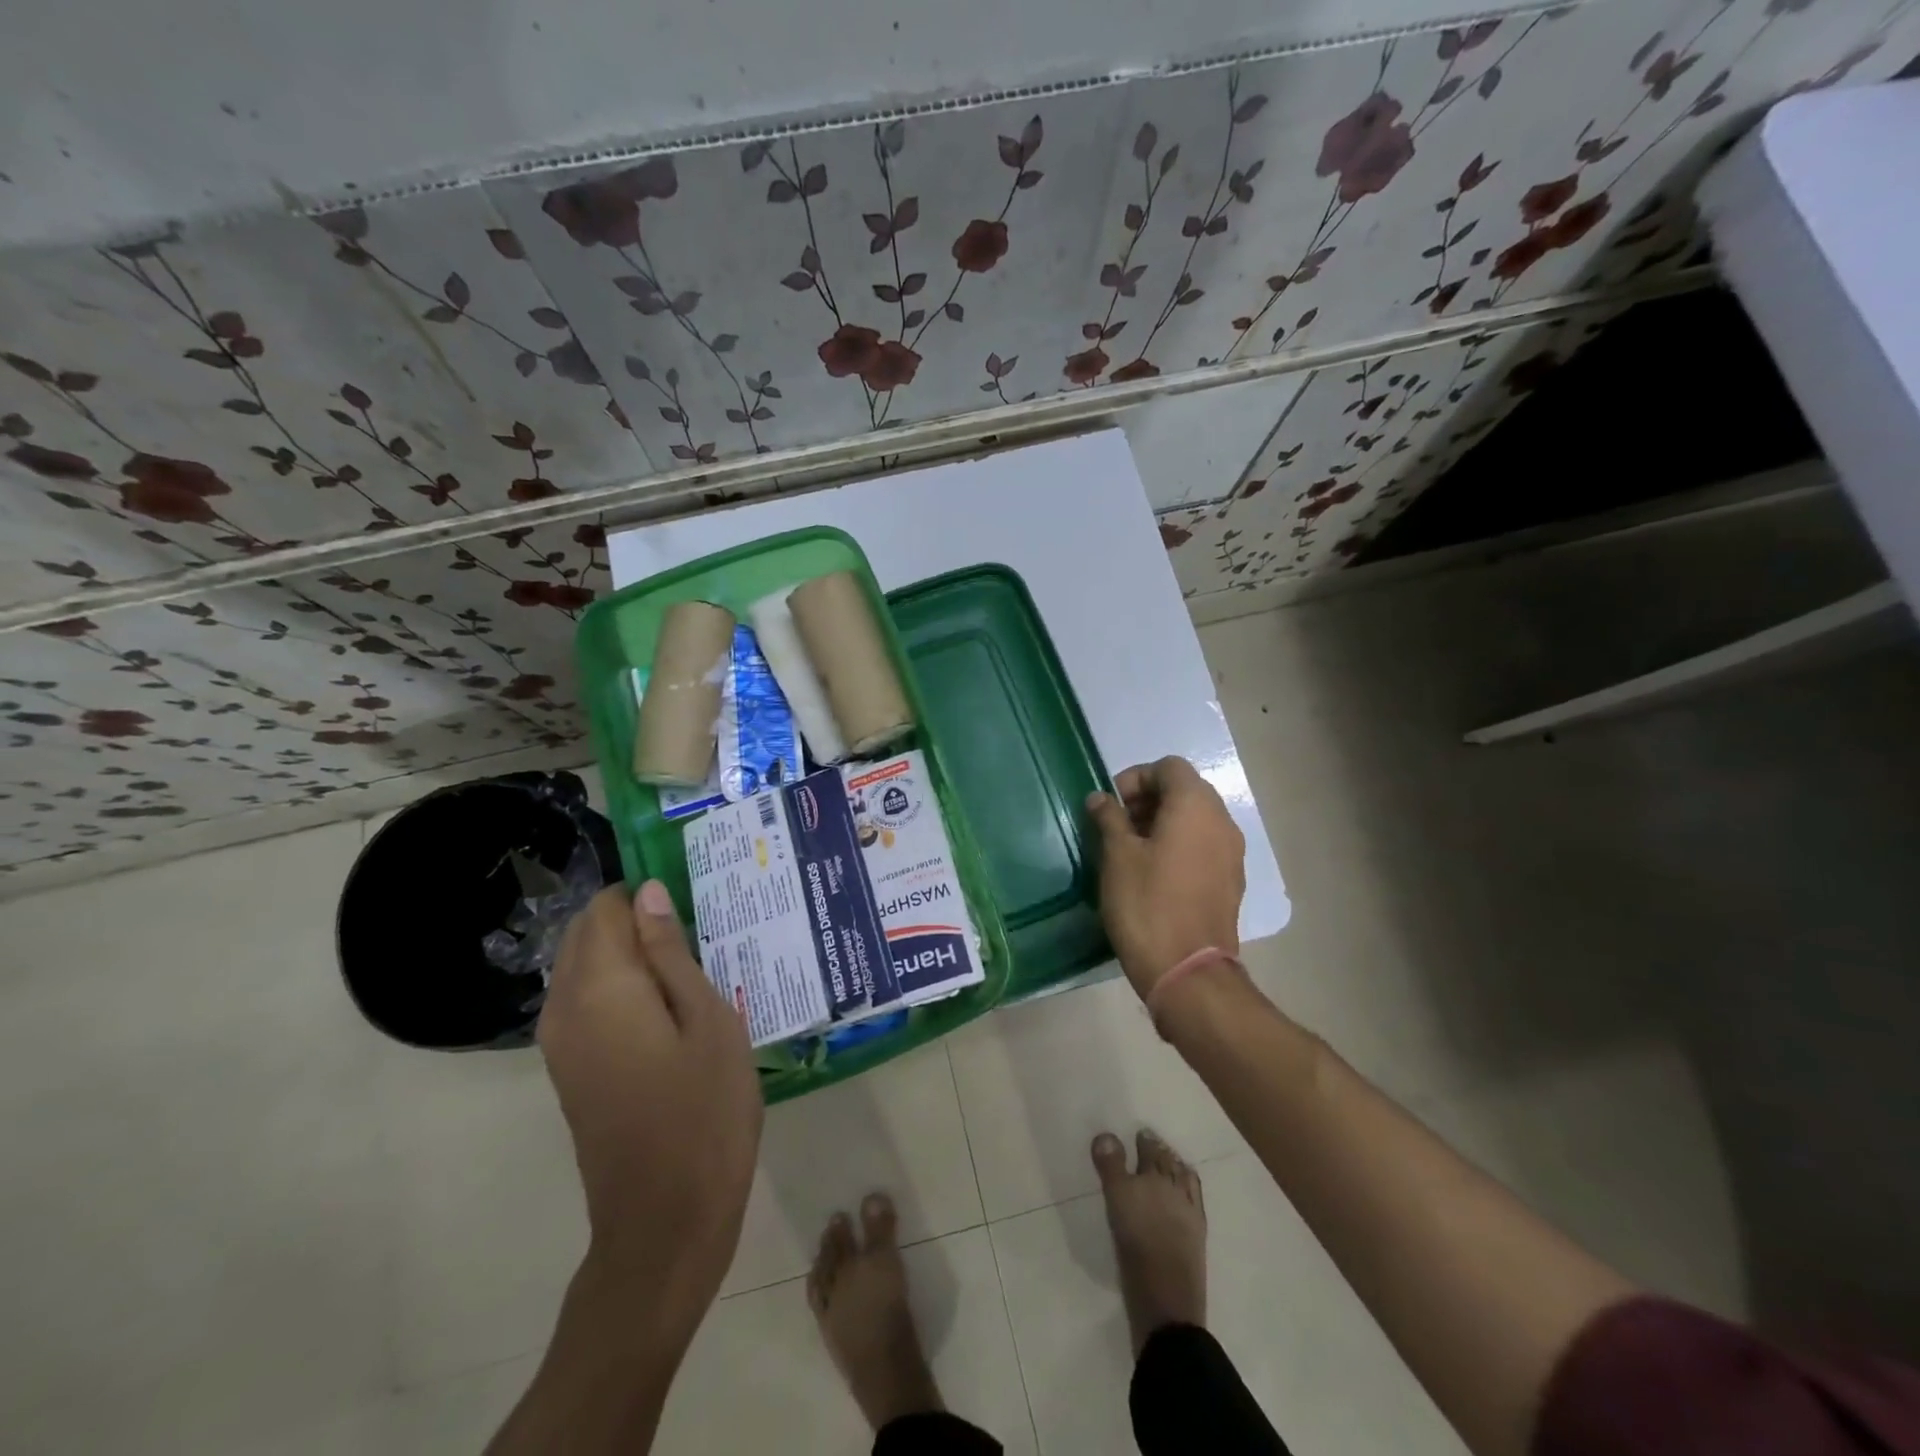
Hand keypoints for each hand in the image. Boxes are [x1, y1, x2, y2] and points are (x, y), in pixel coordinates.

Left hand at [539, 881, 762, 1327]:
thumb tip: (647, 893)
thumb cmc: (704, 1112)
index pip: (607, 907)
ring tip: (693, 965)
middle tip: (701, 932)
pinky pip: (587, 1001)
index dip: (647, 894)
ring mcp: (561, 1043)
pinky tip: (671, 1004)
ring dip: (630, 953)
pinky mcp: (570, 1070)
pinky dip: (622, 986)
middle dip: (636, 919)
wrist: (664, 1221)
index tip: (696, 902)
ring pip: (585, 967)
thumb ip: (671, 953)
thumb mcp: (708, 1020)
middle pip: (588, 933)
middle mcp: (565, 1007)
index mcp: (601, 987)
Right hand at [1088, 756, 1245, 999]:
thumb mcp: (1117, 856)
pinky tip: (1155, 873)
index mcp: (1195, 806)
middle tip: (1117, 825)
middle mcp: (1222, 821)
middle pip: (1185, 790)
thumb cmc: (1147, 904)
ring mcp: (1232, 852)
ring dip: (1163, 822)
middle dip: (1149, 799)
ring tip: (1132, 850)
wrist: (1188, 971)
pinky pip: (1204, 845)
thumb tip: (1100, 798)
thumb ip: (1109, 818)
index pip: (1168, 767)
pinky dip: (1180, 845)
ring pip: (1196, 818)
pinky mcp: (1232, 880)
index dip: (1135, 778)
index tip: (1110, 806)